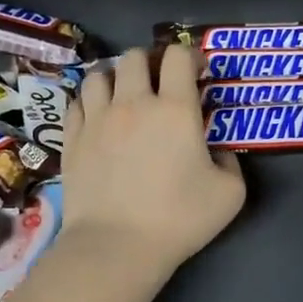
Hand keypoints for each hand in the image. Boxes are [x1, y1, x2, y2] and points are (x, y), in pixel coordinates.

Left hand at [60, 43, 246, 273]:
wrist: (117, 245)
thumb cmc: (179, 219)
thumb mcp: (230, 195)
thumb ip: (230, 164)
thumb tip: (218, 153)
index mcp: (175, 109)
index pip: (178, 56)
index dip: (189, 56)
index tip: (196, 73)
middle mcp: (133, 103)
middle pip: (134, 56)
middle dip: (149, 62)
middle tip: (158, 85)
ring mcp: (97, 119)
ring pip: (99, 75)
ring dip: (114, 79)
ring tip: (122, 98)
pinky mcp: (72, 139)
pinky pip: (76, 102)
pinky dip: (89, 103)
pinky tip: (97, 118)